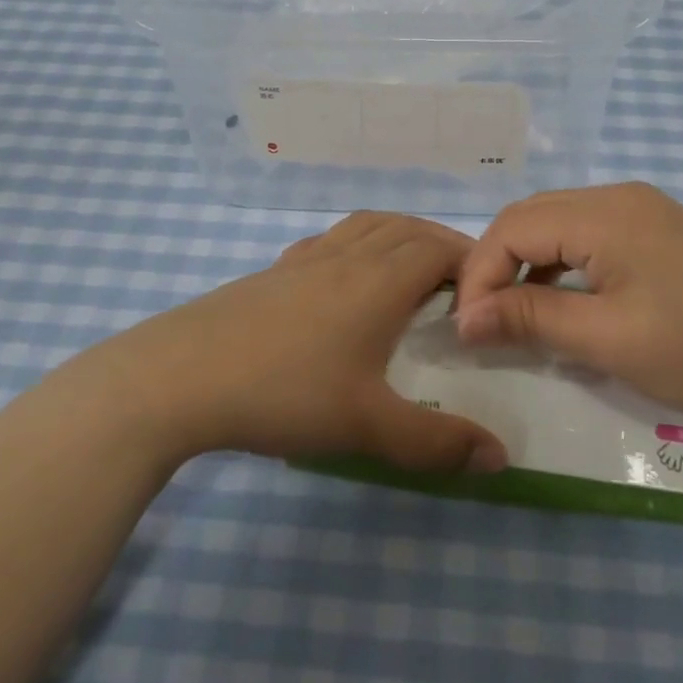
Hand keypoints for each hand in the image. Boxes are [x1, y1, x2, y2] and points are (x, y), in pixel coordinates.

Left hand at [100, 212, 507, 473]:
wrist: (181, 376)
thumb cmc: (285, 392)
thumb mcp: (368, 426)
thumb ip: (437, 443)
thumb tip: (501, 457)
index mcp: (379, 281)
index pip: (439, 249)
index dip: (471, 261)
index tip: (489, 290)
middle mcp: (347, 256)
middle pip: (406, 228)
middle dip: (441, 244)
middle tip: (461, 281)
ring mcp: (305, 258)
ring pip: (366, 225)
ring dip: (399, 235)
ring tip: (412, 266)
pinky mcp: (272, 270)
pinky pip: (329, 240)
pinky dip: (355, 242)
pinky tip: (344, 275)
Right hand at [455, 183, 682, 441]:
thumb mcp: (607, 341)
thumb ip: (529, 319)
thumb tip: (464, 319)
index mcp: (605, 213)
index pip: (513, 227)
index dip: (480, 273)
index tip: (468, 328)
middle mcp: (619, 196)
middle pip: (532, 217)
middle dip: (497, 265)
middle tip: (484, 320)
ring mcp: (642, 209)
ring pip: (557, 224)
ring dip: (527, 264)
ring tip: (515, 314)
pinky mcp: (657, 229)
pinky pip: (587, 234)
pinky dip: (561, 265)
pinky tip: (563, 302)